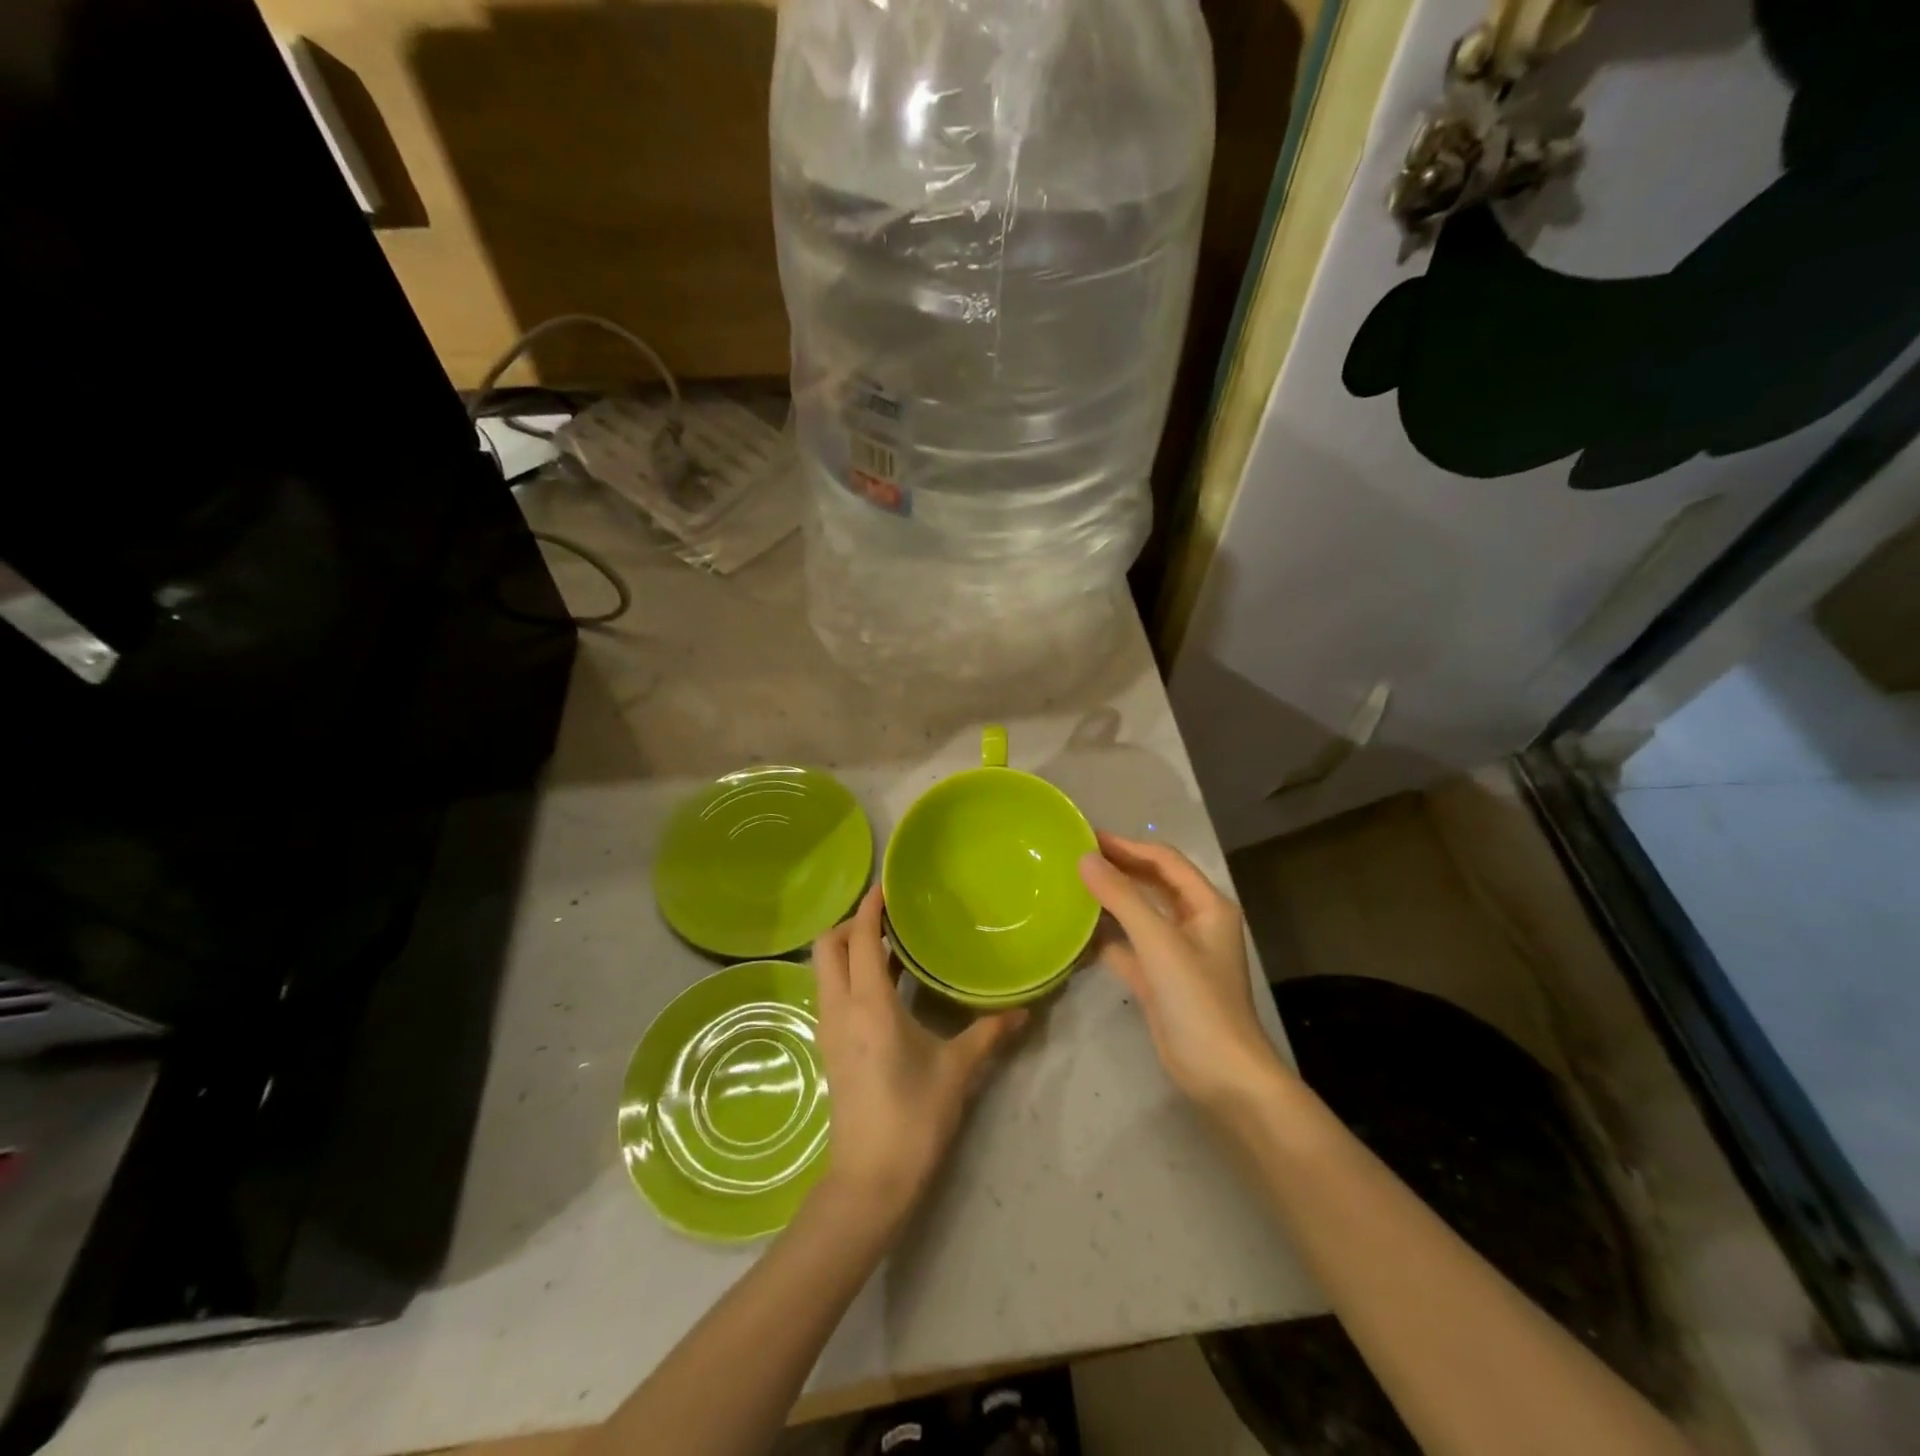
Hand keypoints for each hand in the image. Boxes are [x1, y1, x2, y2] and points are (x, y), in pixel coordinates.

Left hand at [810, 886, 1026, 1224]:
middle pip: (826, 947)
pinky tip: (882, 985)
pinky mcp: (829, 1048)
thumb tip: (1023, 1010)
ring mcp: (828, 1029)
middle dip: (849, 923)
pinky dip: (848, 974)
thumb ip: (988, 1033)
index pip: (858, 938)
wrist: (869, 1180)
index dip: (868, 907)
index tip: (885, 885)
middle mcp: (839, 1008)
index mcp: (868, 1004)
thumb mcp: (956, 1069)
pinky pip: (831, 993)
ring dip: (846, 949)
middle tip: (886, 917)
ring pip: (824, 970)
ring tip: (887, 944)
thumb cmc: (913, 1116)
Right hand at [1078, 832, 1283, 1110]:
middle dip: (1118, 868)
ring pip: (1140, 914)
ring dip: (1111, 899)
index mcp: (1207, 906)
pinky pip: (1130, 946)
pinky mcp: (1160, 979)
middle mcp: (1195, 923)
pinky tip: (1077, 930)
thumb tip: (1085, 859)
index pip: (1164, 861)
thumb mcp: (1159, 942)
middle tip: (1075, 855)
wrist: (1221, 1075)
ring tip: (1072, 884)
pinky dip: (1107, 936)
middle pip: (1153, 883)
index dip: (1127, 846)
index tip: (1088, 837)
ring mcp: (1176, 952)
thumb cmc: (1198, 1001)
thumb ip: (1122, 898)